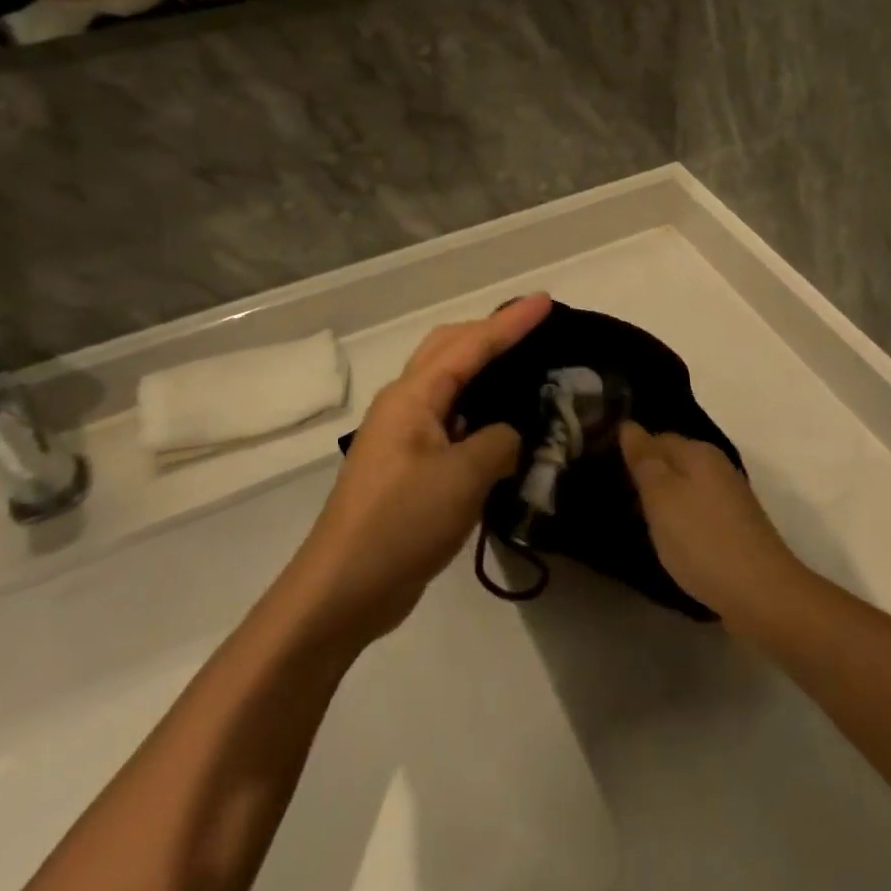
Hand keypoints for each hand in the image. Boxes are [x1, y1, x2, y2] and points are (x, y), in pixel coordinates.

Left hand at [289, 295, 553, 645]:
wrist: (344, 589)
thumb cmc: (402, 523)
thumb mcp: (464, 477)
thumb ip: (499, 442)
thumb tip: (507, 435)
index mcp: (413, 396)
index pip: (470, 345)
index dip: (511, 323)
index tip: (546, 301)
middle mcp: (404, 405)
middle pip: (449, 349)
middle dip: (490, 332)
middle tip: (533, 326)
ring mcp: (403, 437)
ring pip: (449, 385)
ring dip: (483, 368)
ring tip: (524, 366)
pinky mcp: (409, 467)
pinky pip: (450, 421)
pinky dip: (479, 411)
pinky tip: (503, 425)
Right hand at [620, 423, 803, 617]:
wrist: (760, 594)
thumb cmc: (702, 539)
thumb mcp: (661, 496)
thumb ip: (644, 459)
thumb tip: (629, 425)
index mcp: (699, 452)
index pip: (657, 437)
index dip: (631, 451)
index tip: (605, 470)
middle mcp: (717, 467)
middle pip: (673, 462)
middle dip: (646, 476)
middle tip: (613, 497)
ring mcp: (730, 498)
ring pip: (685, 488)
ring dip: (662, 500)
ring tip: (632, 520)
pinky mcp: (735, 528)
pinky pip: (697, 512)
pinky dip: (679, 521)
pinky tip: (666, 540)